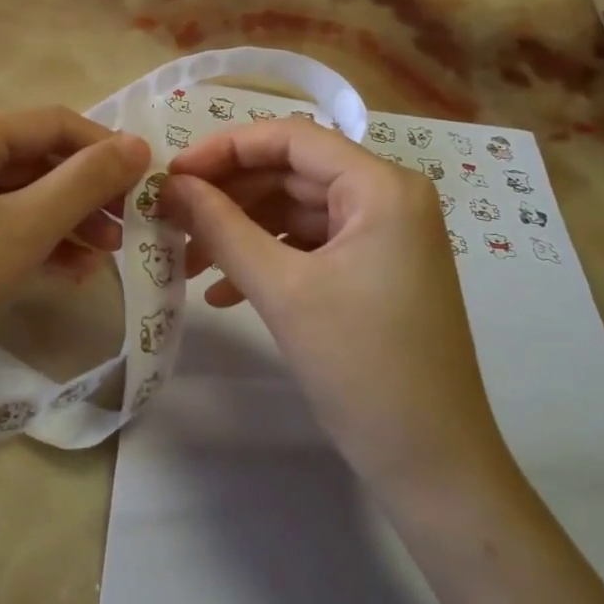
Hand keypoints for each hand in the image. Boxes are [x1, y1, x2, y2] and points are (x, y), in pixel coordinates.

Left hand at [0, 109, 150, 411]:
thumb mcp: (24, 230)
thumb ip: (85, 181)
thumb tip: (139, 144)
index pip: (51, 123)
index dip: (105, 149)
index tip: (149, 183)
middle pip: (32, 160)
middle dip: (85, 194)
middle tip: (128, 231)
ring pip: (14, 198)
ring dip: (63, 223)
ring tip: (103, 260)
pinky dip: (30, 244)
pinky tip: (64, 274)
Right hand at [161, 120, 508, 493]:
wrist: (433, 465)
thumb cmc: (362, 368)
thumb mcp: (283, 291)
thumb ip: (222, 228)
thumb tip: (171, 184)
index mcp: (382, 186)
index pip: (292, 138)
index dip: (226, 149)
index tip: (172, 174)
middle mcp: (389, 197)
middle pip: (292, 174)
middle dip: (229, 197)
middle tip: (170, 218)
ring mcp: (385, 235)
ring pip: (296, 212)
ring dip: (241, 233)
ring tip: (187, 262)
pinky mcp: (376, 270)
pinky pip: (311, 246)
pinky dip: (267, 261)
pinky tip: (224, 293)